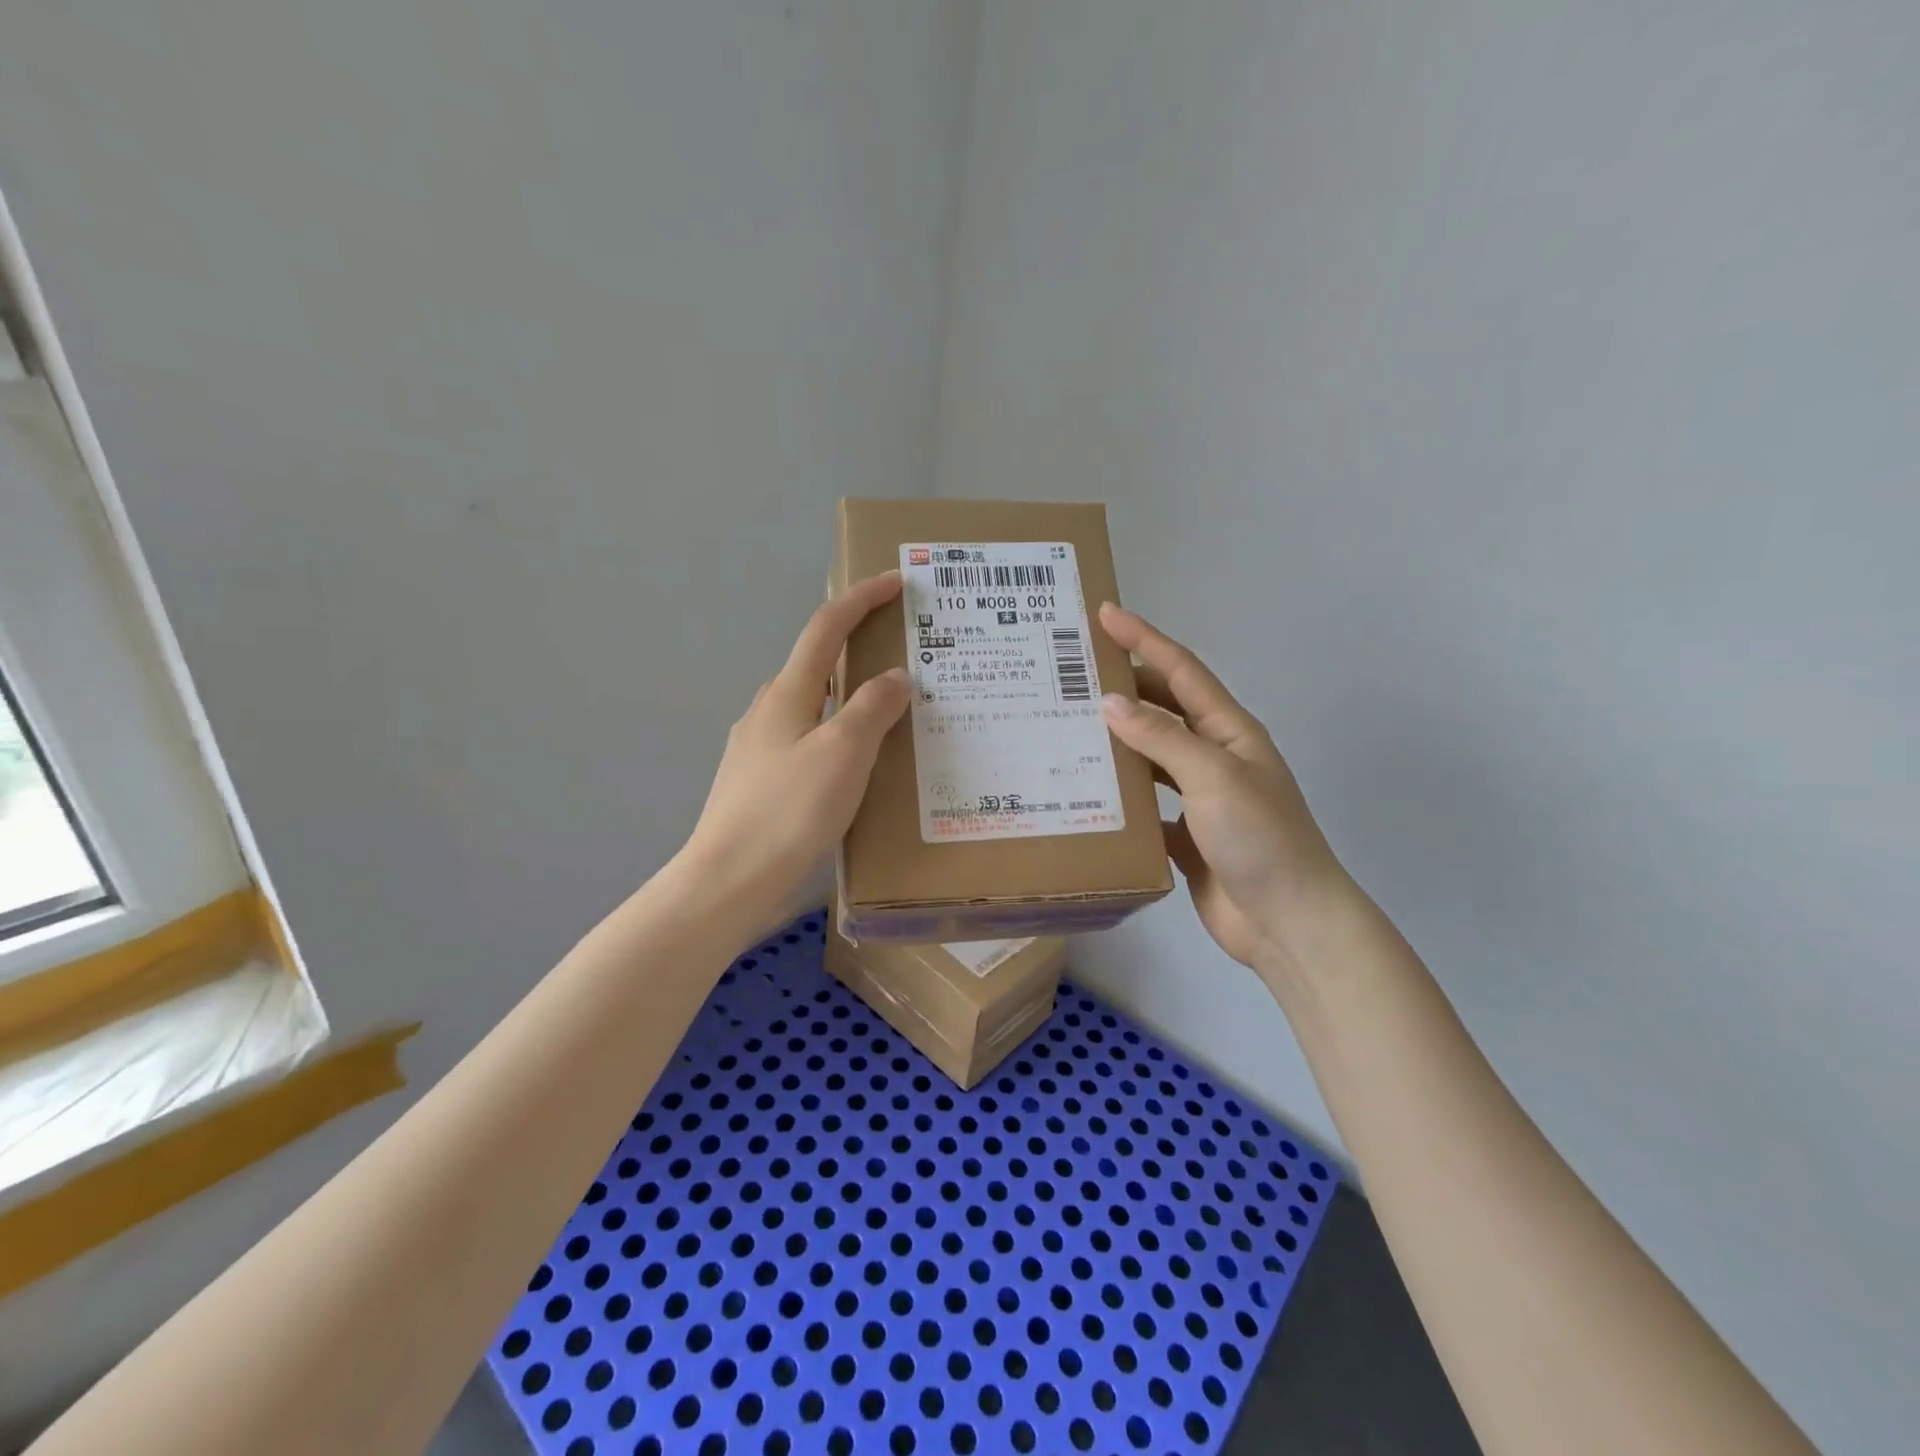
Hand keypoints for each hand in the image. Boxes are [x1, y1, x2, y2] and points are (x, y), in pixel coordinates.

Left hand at [680, 572, 909, 915]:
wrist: (729, 880)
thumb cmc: (789, 810)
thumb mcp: (844, 753)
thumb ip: (872, 708)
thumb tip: (894, 675)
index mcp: (788, 693)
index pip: (826, 628)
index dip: (861, 599)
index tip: (894, 581)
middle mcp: (768, 710)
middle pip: (817, 663)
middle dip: (858, 649)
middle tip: (905, 658)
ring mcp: (759, 747)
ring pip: (814, 706)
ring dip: (850, 698)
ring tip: (891, 715)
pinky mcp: (760, 781)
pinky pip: (808, 741)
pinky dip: (838, 735)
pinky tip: (857, 765)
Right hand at [1099, 603, 1351, 982]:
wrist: (1288, 922)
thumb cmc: (1260, 838)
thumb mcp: (1213, 776)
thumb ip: (1162, 738)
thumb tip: (1109, 701)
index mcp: (1228, 731)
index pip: (1180, 671)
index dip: (1145, 638)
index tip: (1106, 614)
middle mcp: (1213, 756)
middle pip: (1162, 708)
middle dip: (1123, 685)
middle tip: (1071, 672)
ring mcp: (1198, 797)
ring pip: (1149, 756)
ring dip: (1115, 740)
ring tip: (1067, 726)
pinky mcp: (1183, 835)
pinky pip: (1143, 803)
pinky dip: (1118, 794)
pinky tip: (1083, 789)